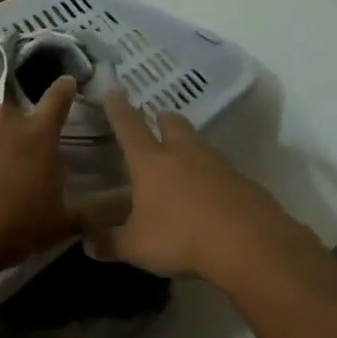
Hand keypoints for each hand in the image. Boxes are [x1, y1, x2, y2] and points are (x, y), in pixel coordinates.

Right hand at [86, 90, 300, 280]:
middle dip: (162, 118)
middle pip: (173, 124)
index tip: (114, 90)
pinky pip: (221, 169)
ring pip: (199, 143)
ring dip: (188, 144)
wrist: (249, 244)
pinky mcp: (243, 181)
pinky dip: (211, 174)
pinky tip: (209, 193)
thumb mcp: (136, 247)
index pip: (129, 127)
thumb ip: (110, 243)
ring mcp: (218, 165)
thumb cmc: (181, 238)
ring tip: (181, 159)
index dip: (119, 109)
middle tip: (157, 119)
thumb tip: (88, 244)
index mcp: (151, 162)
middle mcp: (184, 154)